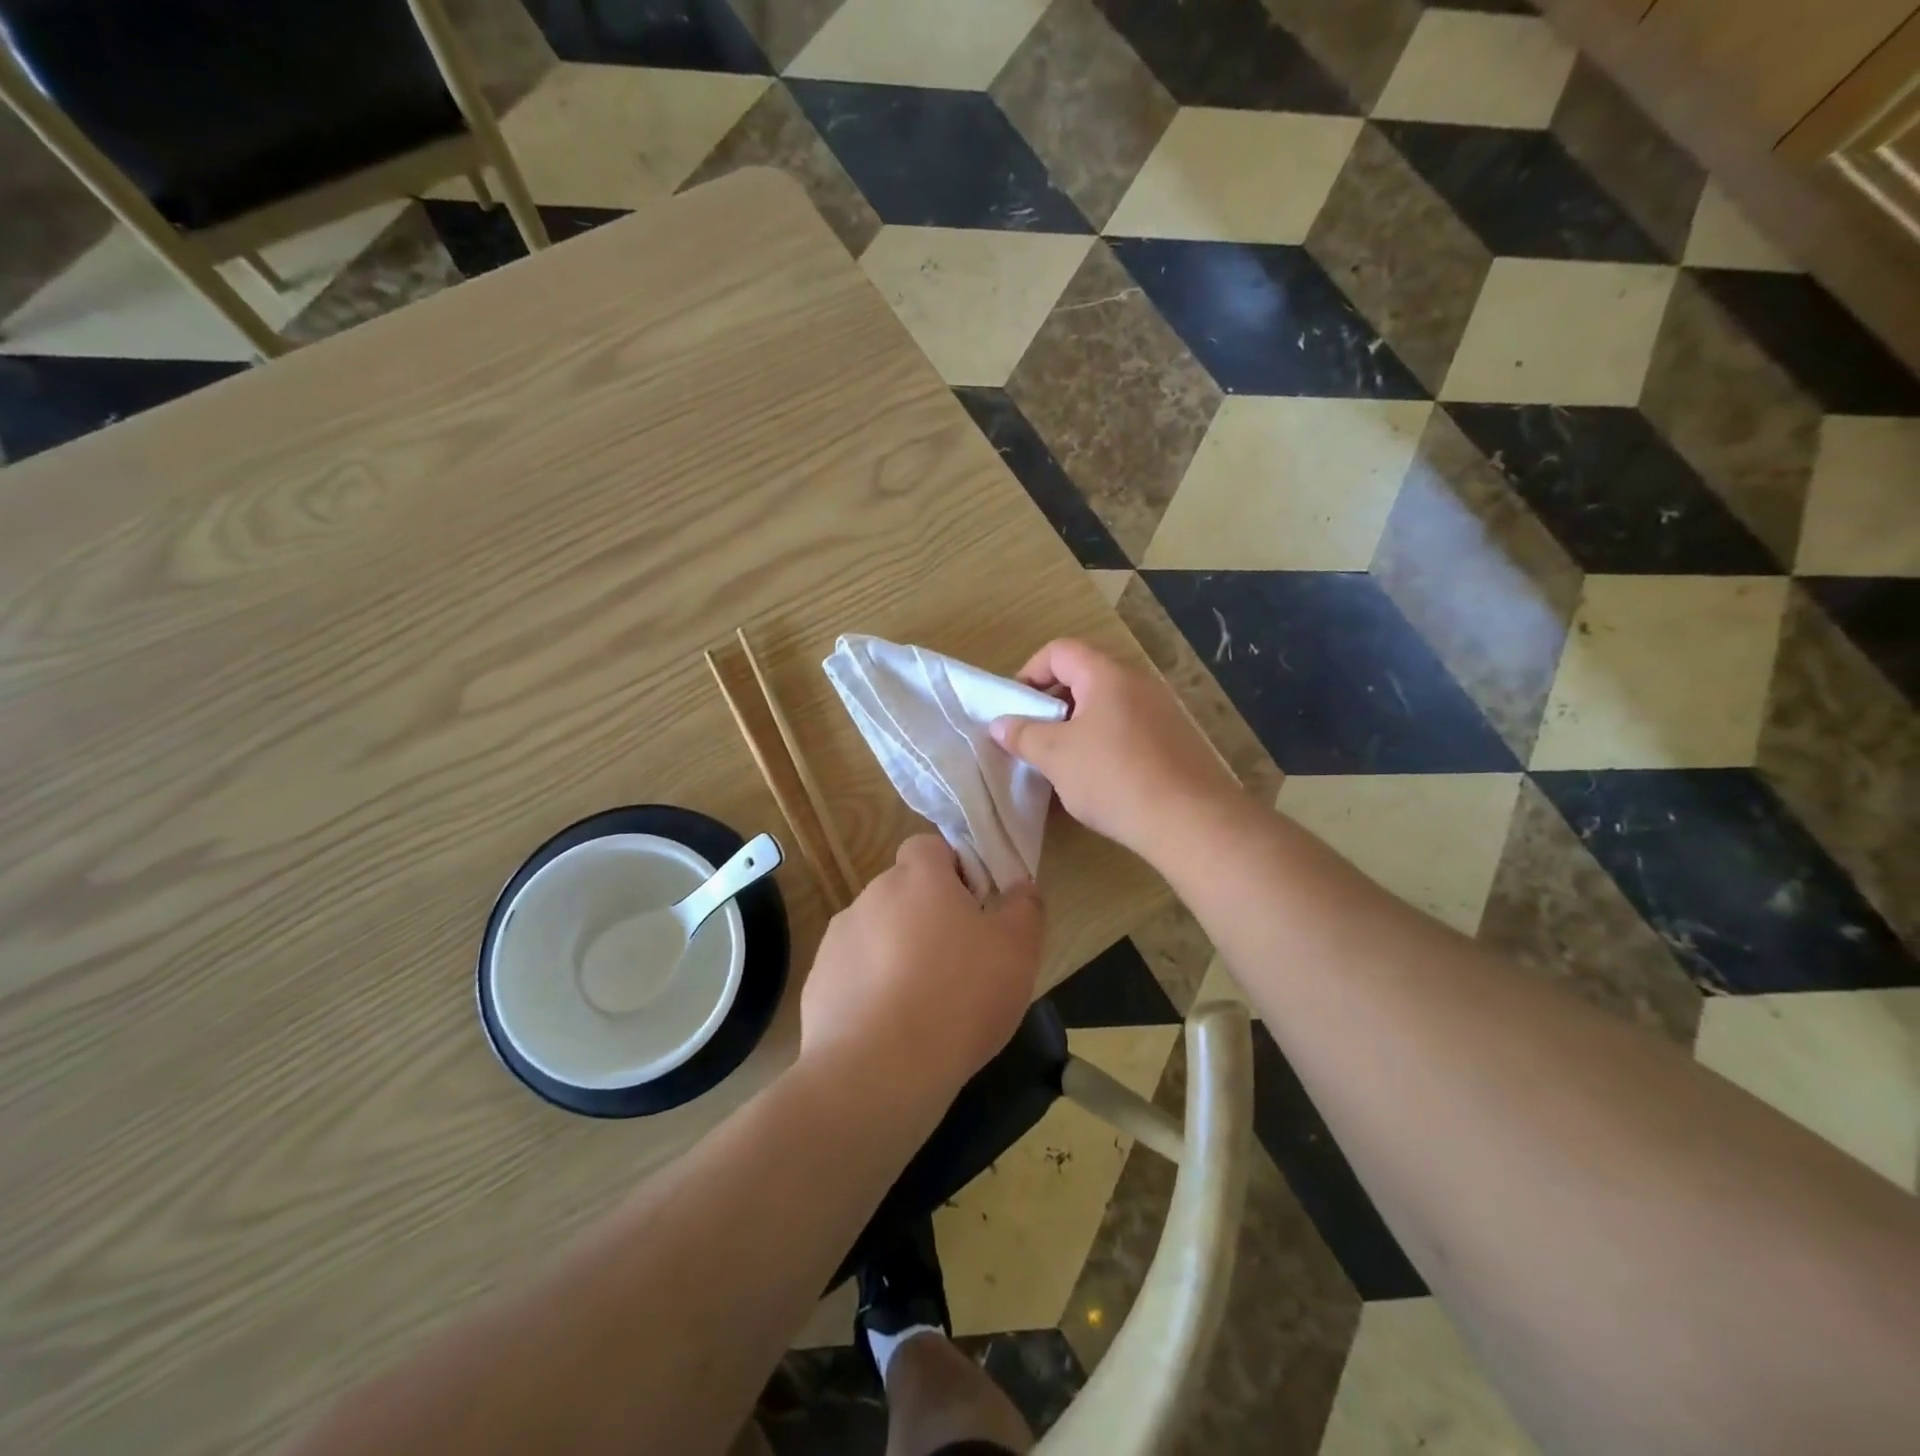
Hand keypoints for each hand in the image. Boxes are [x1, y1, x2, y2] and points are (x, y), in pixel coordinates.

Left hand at [798, 836, 1044, 1110]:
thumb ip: (1024, 907)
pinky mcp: (818, 982)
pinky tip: (892, 1028)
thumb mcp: (1017, 949)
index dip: (954, 870)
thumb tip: (1020, 886)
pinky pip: (854, 973)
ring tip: (925, 1002)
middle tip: (960, 960)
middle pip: (904, 892)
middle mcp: (871, 896)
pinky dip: (872, 989)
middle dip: (928, 916)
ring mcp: (838, 939)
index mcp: (918, 877)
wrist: (878, 1071)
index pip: (929, 846)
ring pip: (878, 933)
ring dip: (898, 953)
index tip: (975, 908)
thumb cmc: (959, 996)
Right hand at [989, 639, 1240, 860]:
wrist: (1189, 820)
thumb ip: (1024, 735)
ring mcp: (1162, 711)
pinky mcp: (1175, 740)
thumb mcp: (1056, 756)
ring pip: (1106, 705)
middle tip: (1034, 735)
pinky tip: (1096, 779)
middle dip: (1052, 702)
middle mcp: (1138, 683)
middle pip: (1085, 676)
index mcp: (1107, 675)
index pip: (1060, 651)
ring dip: (1077, 725)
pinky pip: (1128, 728)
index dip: (1030, 671)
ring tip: (1061, 761)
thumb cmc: (1113, 777)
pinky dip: (1103, 742)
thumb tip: (1000, 724)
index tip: (1015, 707)